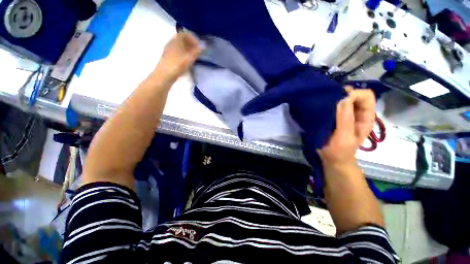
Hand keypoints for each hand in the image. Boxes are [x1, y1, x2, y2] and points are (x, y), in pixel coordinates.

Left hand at [156, 32, 202, 80]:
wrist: (164, 76)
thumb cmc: (177, 66)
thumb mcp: (189, 59)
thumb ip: (196, 52)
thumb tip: (203, 45)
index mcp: (175, 41)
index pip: (185, 33)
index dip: (193, 38)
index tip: (199, 46)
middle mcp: (171, 43)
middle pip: (182, 40)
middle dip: (191, 44)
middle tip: (198, 52)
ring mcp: (169, 51)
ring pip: (180, 47)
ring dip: (188, 50)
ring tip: (194, 57)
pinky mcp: (169, 58)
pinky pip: (178, 52)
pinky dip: (184, 54)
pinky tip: (188, 62)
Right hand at [318, 87, 375, 166]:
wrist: (332, 159)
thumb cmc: (339, 151)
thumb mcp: (344, 136)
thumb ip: (345, 119)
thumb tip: (344, 98)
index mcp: (366, 117)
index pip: (366, 96)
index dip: (354, 94)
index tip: (339, 100)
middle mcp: (358, 114)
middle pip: (356, 95)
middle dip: (344, 94)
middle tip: (330, 99)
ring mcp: (347, 116)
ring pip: (344, 99)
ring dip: (336, 98)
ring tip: (324, 102)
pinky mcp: (336, 118)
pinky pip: (335, 106)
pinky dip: (330, 104)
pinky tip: (322, 107)